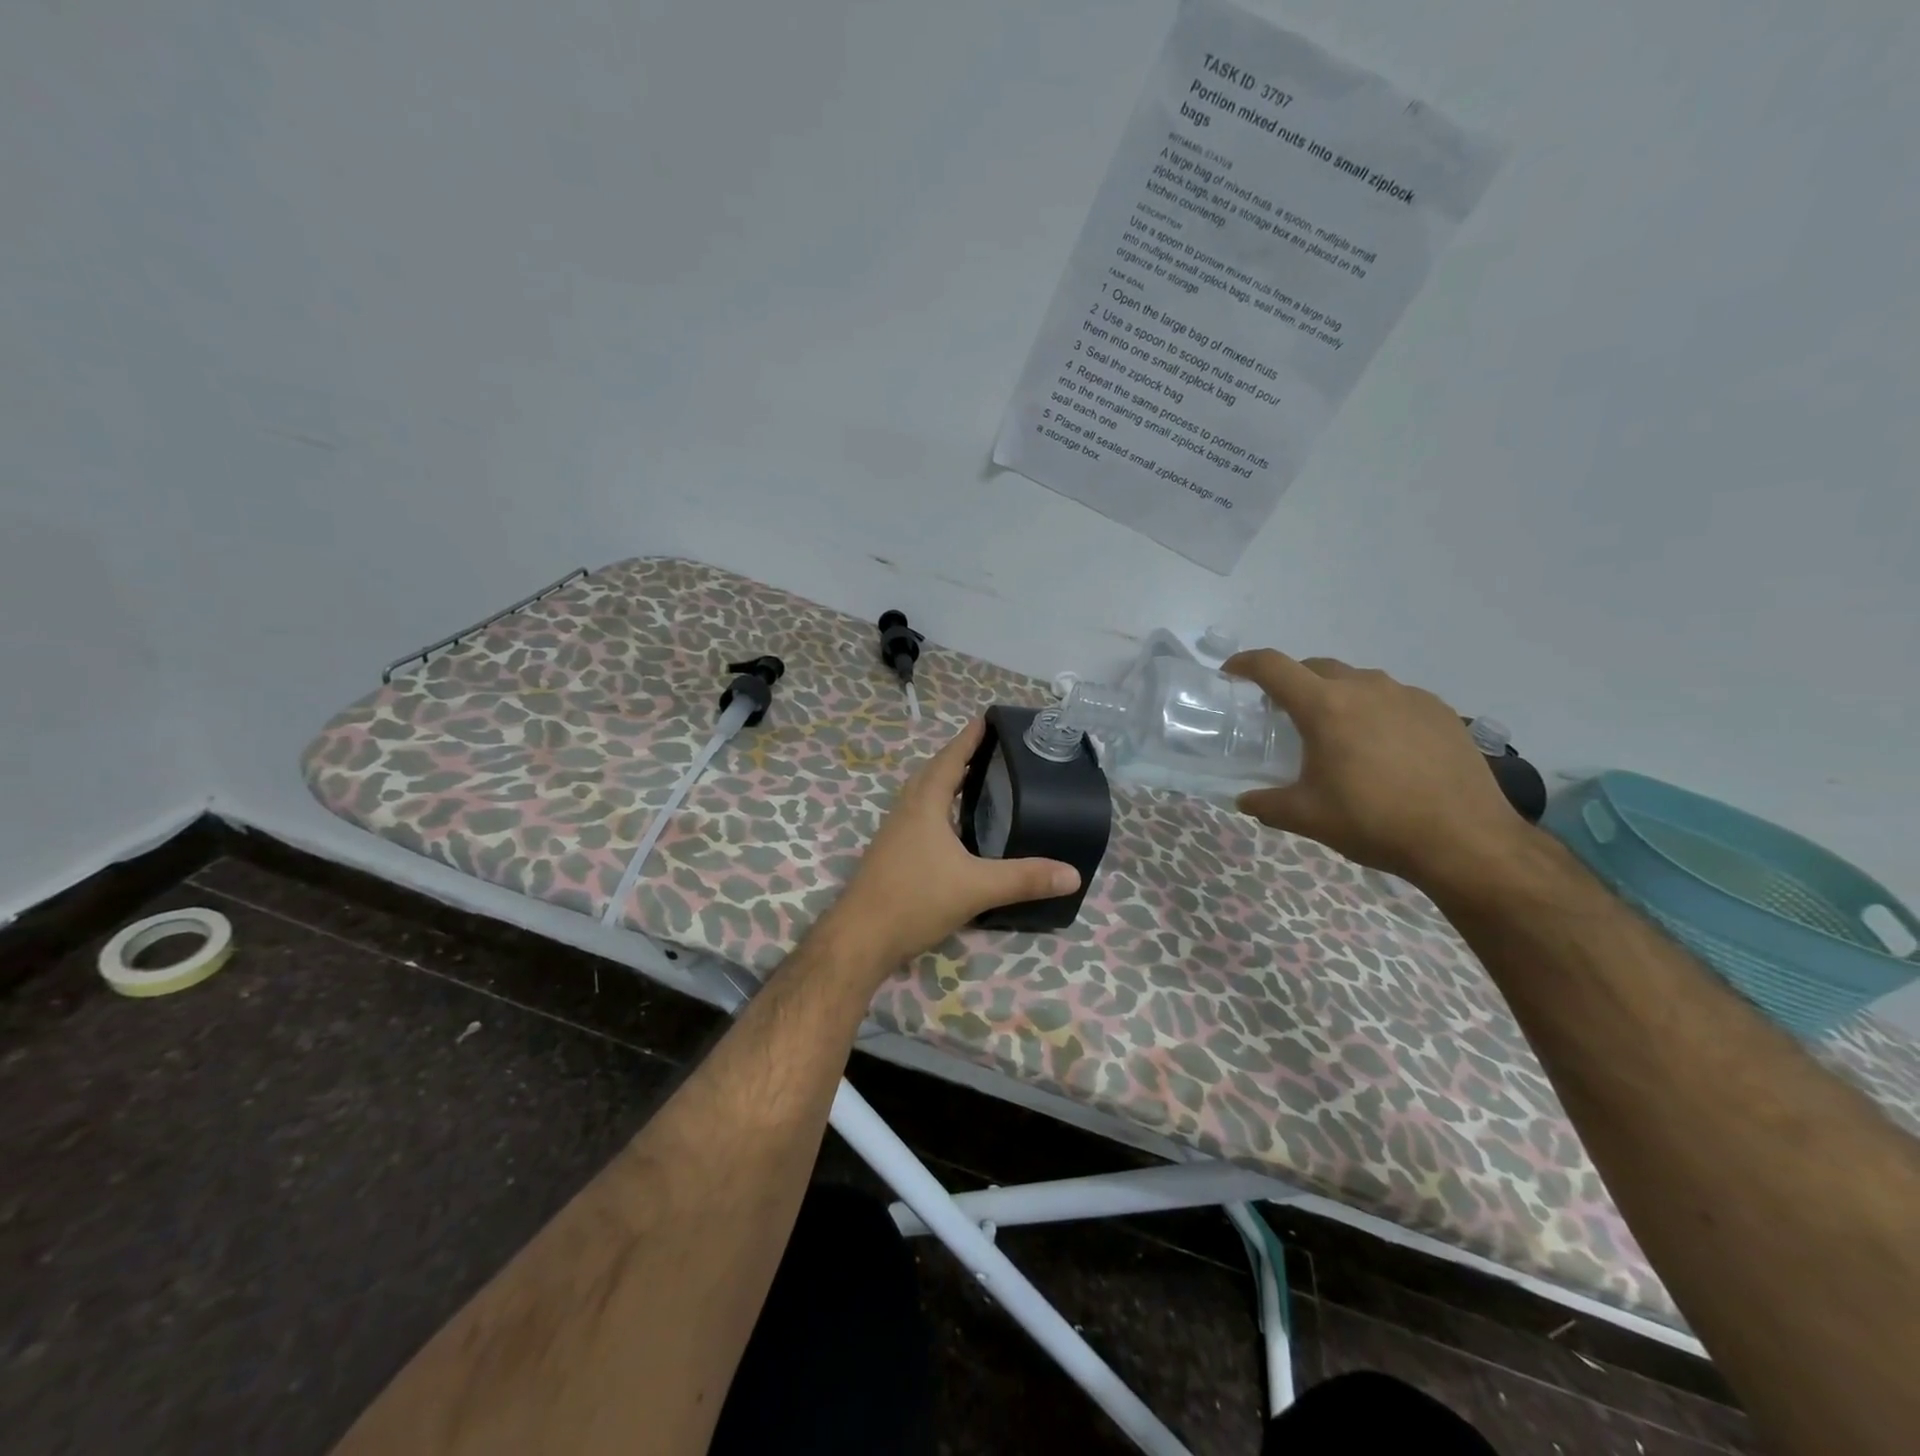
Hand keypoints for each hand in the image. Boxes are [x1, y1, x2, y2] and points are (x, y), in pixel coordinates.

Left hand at [827, 718, 1080, 966]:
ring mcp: (893, 832)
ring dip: (945, 782)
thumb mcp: (976, 888)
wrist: (860, 938)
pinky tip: (951, 828)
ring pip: (921, 794)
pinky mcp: (890, 853)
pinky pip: (917, 816)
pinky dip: (937, 808)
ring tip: (973, 781)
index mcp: (925, 805)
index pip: (950, 759)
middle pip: (932, 772)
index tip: (985, 718)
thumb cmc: (915, 900)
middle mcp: (906, 810)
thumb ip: (1024, 878)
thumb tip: (1073, 874)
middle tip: (988, 750)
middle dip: (958, 756)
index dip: (969, 738)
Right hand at [1222, 650, 1533, 893]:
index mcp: (1325, 707)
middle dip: (1293, 682)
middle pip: (1316, 667)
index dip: (1245, 663)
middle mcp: (1365, 688)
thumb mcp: (1307, 818)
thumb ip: (1266, 804)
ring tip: (1338, 733)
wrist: (1465, 840)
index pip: (1273, 667)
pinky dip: (1376, 711)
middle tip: (1284, 714)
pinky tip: (1384, 748)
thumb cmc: (1374, 822)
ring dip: (1337, 696)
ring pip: (1358, 681)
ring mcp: (1407, 695)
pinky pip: (1394, 698)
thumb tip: (1245, 800)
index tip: (1232, 673)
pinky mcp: (1440, 711)